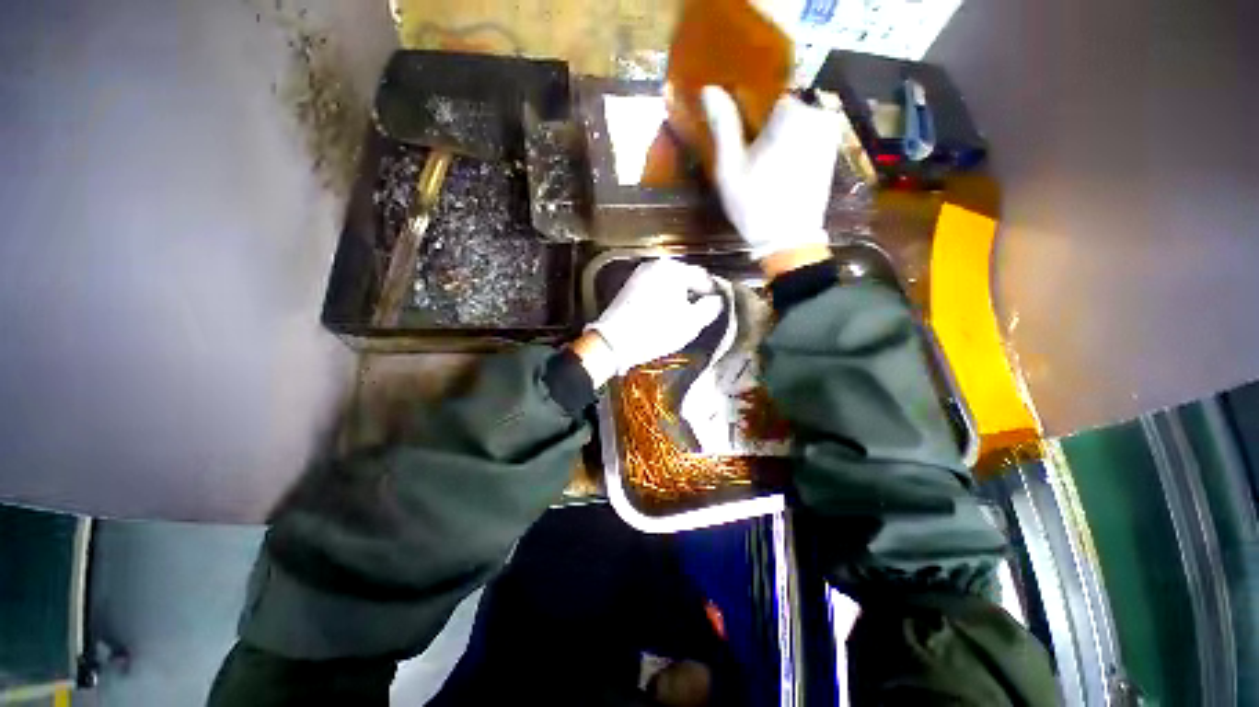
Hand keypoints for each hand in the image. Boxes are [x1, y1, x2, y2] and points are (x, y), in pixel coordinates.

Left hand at [587, 259, 722, 374]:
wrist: (614, 342)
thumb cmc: (656, 331)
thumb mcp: (691, 323)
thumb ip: (709, 308)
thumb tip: (716, 300)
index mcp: (673, 269)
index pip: (703, 277)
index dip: (713, 293)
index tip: (717, 307)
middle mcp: (655, 265)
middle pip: (684, 278)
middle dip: (694, 295)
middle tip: (700, 314)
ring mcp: (639, 275)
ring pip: (669, 284)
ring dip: (678, 297)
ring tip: (683, 317)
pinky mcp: (629, 287)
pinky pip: (655, 289)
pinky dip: (663, 299)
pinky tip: (664, 315)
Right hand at [701, 86, 842, 261]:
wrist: (789, 240)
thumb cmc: (755, 204)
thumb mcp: (730, 167)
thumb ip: (723, 125)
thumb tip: (709, 89)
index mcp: (793, 113)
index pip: (764, 98)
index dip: (748, 119)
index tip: (740, 143)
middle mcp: (818, 115)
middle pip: (781, 112)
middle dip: (764, 130)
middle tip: (750, 161)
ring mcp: (828, 135)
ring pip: (794, 127)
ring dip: (778, 142)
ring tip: (764, 171)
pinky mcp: (831, 153)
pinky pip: (806, 140)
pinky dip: (792, 151)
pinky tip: (779, 174)